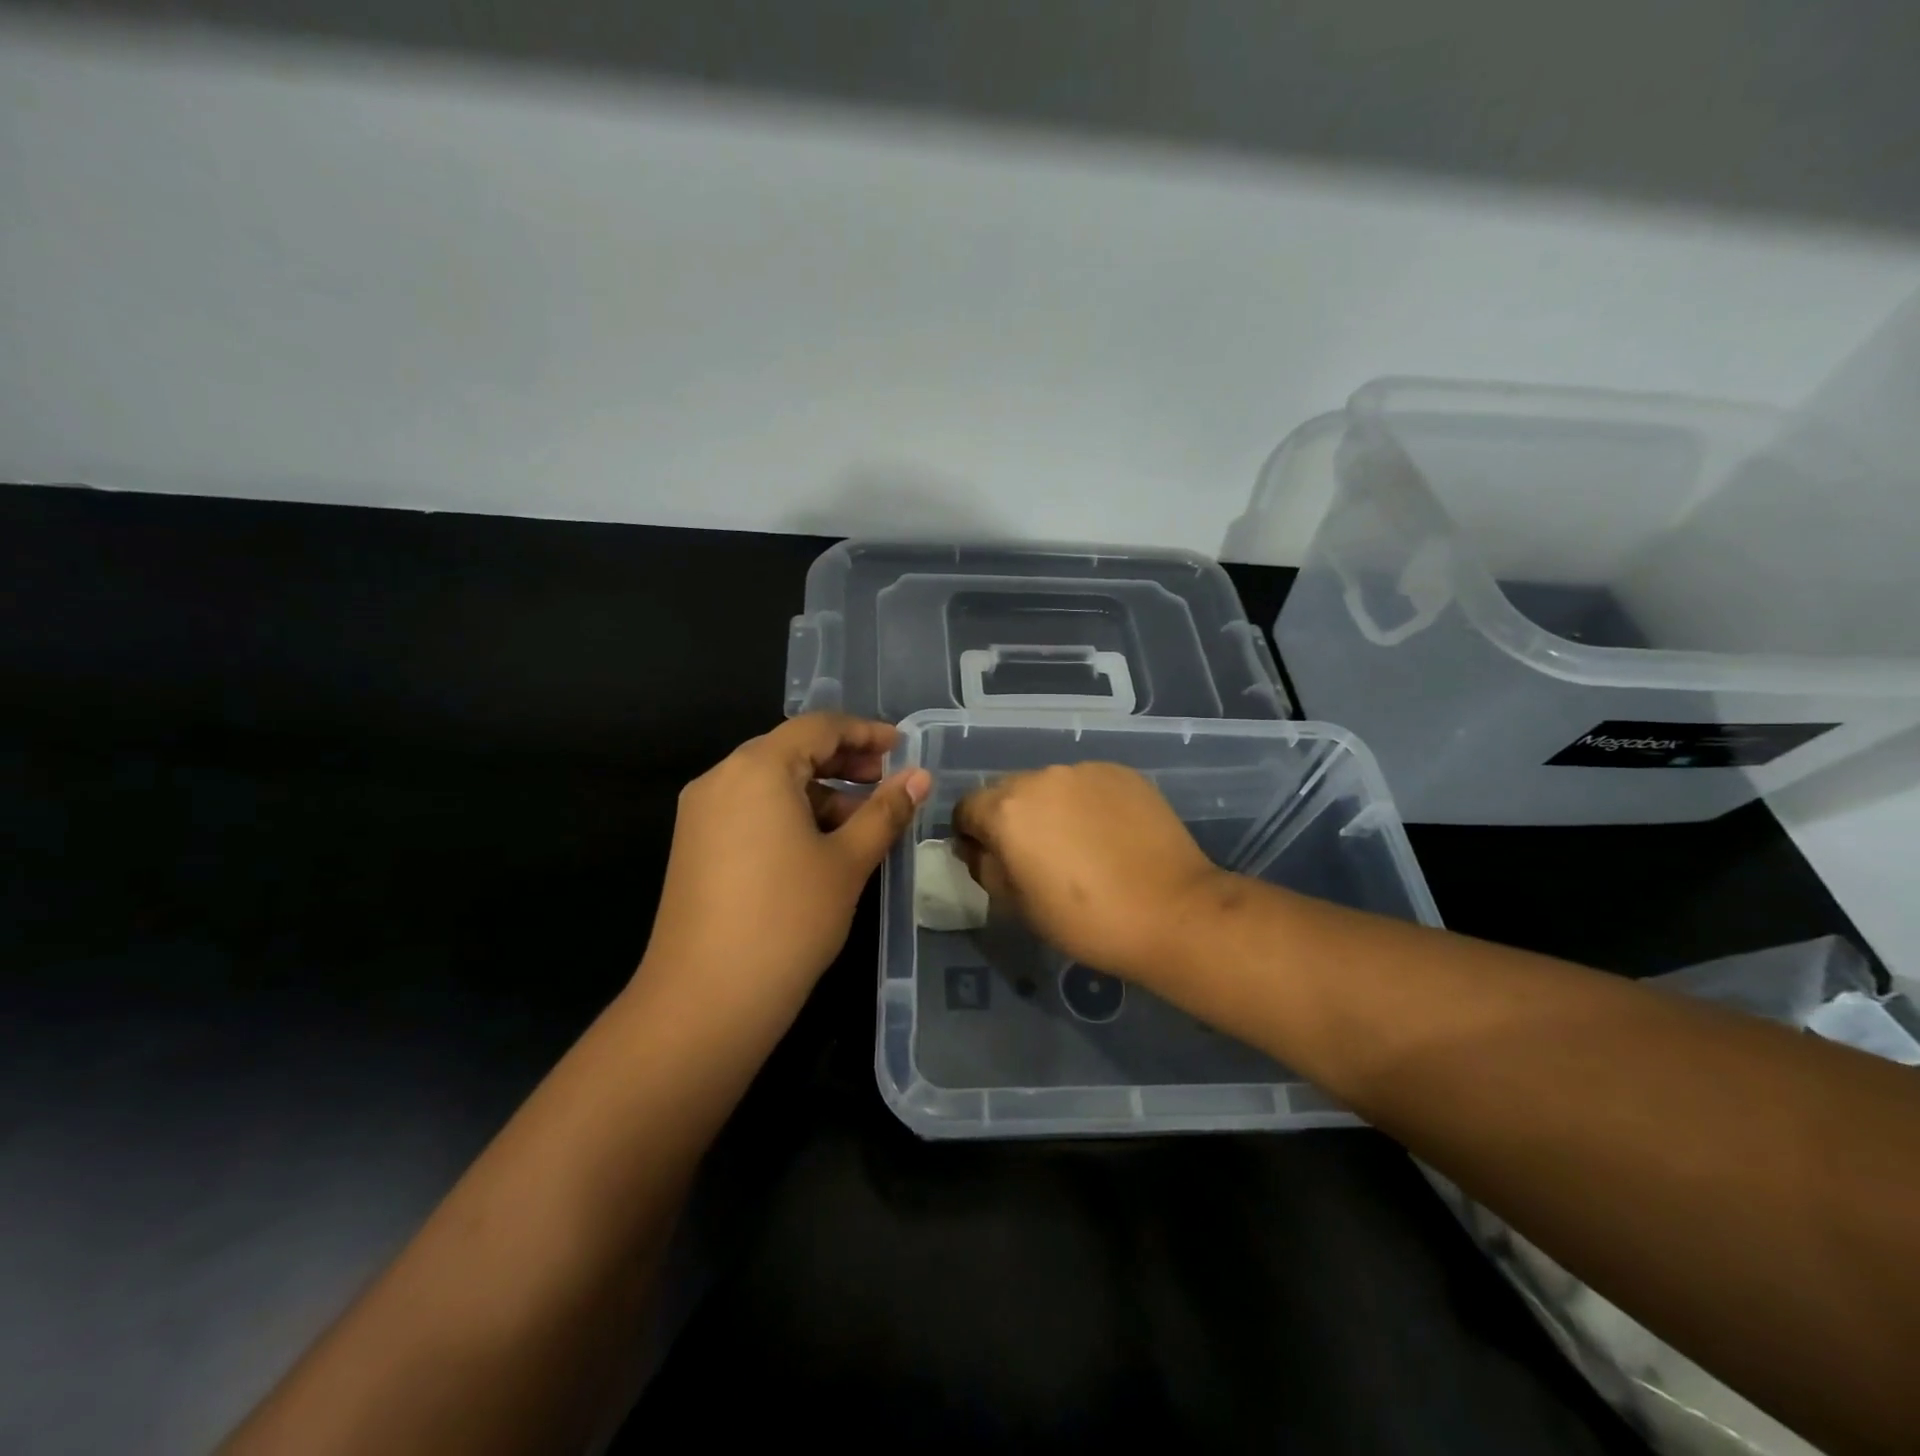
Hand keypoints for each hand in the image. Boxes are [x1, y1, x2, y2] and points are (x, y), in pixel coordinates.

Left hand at [638, 714, 929, 1024]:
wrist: (705, 1000)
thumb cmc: (788, 919)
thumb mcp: (848, 861)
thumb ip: (885, 811)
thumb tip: (920, 777)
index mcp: (757, 768)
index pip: (818, 727)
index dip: (865, 732)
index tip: (902, 747)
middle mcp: (721, 778)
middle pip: (790, 750)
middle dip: (843, 761)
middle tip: (886, 782)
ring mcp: (701, 813)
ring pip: (770, 782)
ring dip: (818, 792)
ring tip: (861, 822)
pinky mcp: (694, 846)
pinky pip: (750, 809)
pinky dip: (789, 814)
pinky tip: (819, 845)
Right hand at [954, 763, 1227, 986]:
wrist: (1172, 911)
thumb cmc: (1084, 919)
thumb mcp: (1017, 905)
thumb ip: (985, 868)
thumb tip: (979, 849)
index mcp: (1007, 809)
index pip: (966, 808)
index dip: (970, 835)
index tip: (989, 859)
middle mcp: (1041, 777)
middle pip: (1007, 792)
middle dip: (1010, 819)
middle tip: (1034, 856)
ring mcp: (1085, 770)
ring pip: (1049, 786)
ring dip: (1049, 808)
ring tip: (1077, 844)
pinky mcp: (1122, 773)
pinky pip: (1086, 784)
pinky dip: (1085, 803)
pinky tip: (1107, 834)